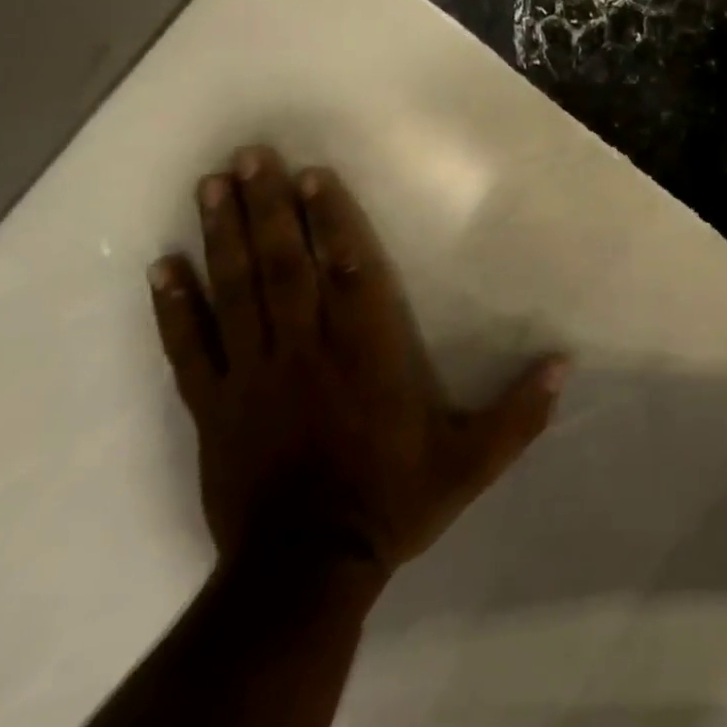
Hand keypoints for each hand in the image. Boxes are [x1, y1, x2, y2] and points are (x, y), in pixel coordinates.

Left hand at [147, 146, 567, 590]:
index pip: (350, 272)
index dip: (332, 220)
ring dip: (224, 235)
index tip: (313, 176)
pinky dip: (175, 306)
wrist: (305, 571)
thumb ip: (519, 414)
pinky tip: (162, 266)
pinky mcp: (214, 406)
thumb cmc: (392, 503)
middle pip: (285, 266)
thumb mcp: (472, 463)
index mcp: (369, 355)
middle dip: (269, 207)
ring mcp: (255, 376)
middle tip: (250, 156)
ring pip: (237, 291)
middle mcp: (308, 351)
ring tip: (211, 186)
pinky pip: (191, 348)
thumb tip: (564, 363)